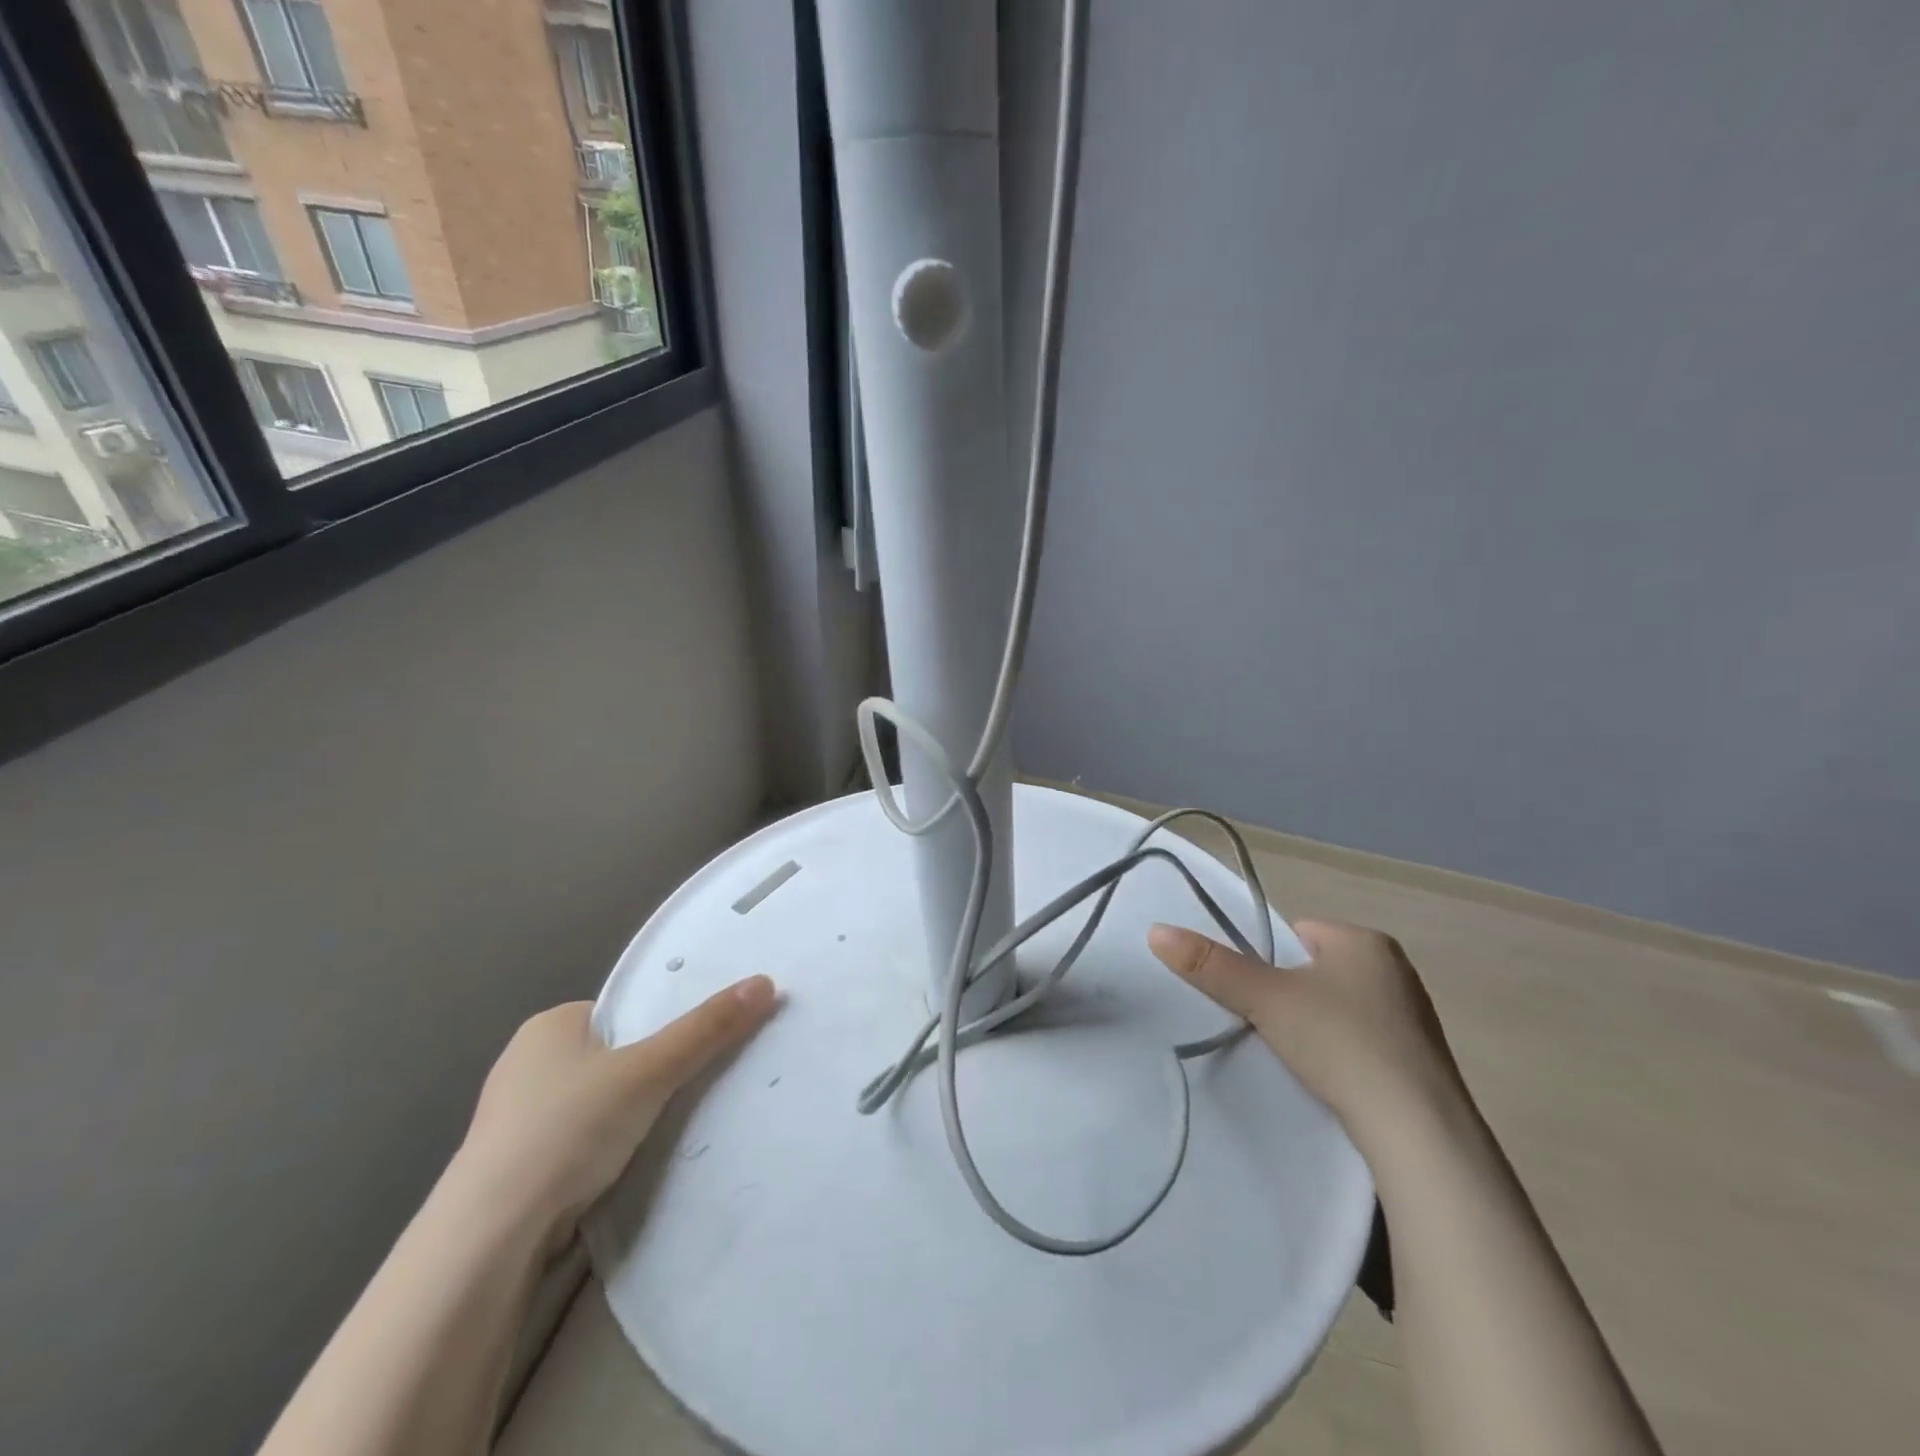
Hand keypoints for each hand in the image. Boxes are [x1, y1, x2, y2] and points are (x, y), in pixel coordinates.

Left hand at [454, 977, 777, 1250]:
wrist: (489, 1238)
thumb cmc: (568, 1129)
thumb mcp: (650, 1070)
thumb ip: (707, 1029)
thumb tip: (765, 982)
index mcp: (549, 1025)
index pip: (622, 1013)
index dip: (660, 1028)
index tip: (696, 1050)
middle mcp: (526, 1063)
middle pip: (612, 1057)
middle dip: (647, 1075)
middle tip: (691, 1089)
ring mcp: (514, 1119)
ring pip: (595, 1103)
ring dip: (626, 1117)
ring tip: (668, 1130)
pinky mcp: (514, 1169)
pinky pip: (578, 1143)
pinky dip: (603, 1150)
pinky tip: (626, 1167)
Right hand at [1148, 919, 1469, 1158]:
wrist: (1418, 1133)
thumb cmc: (1340, 1043)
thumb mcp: (1265, 998)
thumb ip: (1210, 965)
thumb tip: (1155, 931)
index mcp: (1365, 940)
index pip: (1296, 934)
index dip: (1268, 963)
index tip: (1260, 998)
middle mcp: (1396, 969)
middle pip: (1315, 970)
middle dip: (1291, 995)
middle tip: (1274, 1027)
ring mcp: (1414, 1016)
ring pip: (1339, 1006)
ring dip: (1316, 1025)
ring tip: (1301, 1057)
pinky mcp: (1422, 1061)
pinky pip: (1364, 1040)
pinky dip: (1343, 1053)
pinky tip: (1332, 1079)